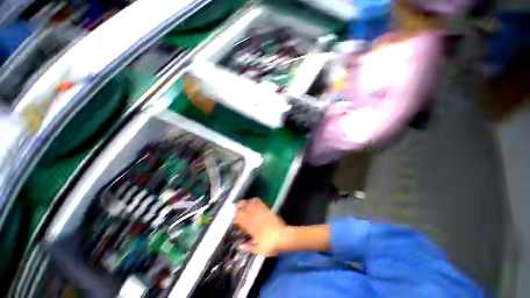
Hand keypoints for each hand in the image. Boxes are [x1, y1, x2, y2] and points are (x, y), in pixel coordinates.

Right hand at [234, 198, 288, 256]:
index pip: (242, 221)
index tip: (234, 217)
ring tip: (241, 201)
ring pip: (252, 207)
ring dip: (246, 203)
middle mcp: (256, 220)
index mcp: (253, 229)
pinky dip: (256, 201)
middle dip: (239, 208)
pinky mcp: (268, 212)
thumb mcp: (259, 250)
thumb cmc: (271, 245)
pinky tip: (253, 199)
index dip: (237, 218)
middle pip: (245, 212)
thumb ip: (249, 247)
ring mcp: (262, 215)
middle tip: (235, 207)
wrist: (284, 237)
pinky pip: (261, 205)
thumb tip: (240, 245)